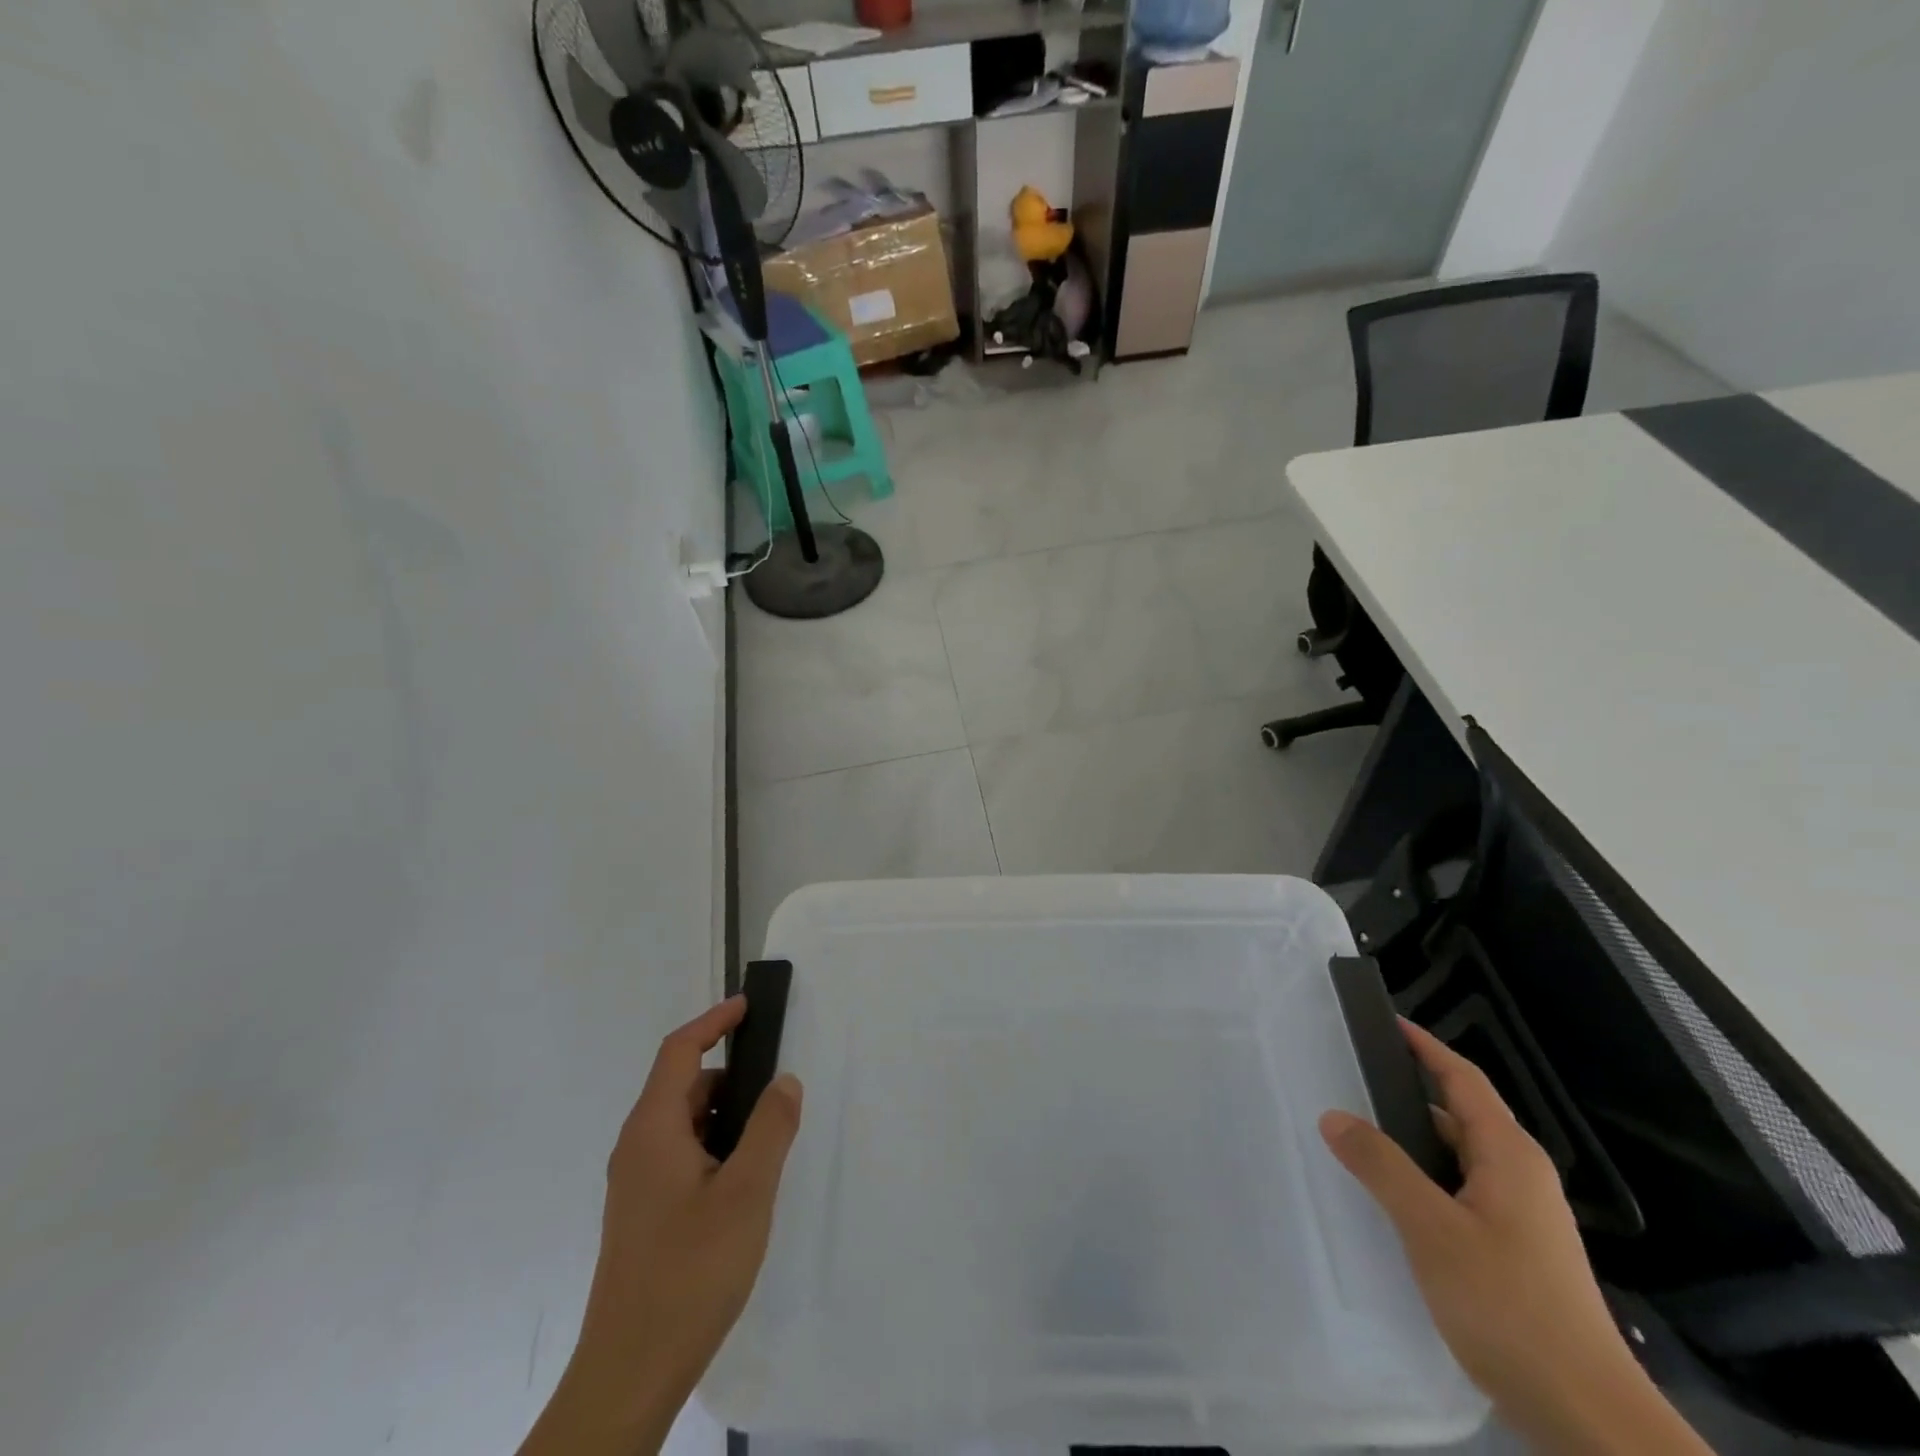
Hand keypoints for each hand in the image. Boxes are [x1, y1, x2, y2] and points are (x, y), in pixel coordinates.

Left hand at [520, 997, 802, 1455]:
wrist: (630, 1372)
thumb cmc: (689, 1270)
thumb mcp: (747, 1193)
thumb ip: (770, 1128)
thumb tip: (784, 1080)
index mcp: (652, 1130)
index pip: (679, 1051)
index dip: (714, 1022)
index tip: (749, 1007)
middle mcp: (637, 1147)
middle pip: (685, 1087)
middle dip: (732, 1078)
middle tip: (778, 1091)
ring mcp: (637, 1184)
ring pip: (686, 1125)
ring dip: (726, 1118)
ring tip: (768, 1142)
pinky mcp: (644, 1214)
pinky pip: (682, 1156)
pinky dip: (715, 1147)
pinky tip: (745, 1183)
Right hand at [1319, 1021, 1710, 1455]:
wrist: (1589, 1419)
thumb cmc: (1510, 1306)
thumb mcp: (1431, 1230)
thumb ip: (1381, 1166)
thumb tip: (1334, 1115)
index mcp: (1508, 1156)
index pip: (1463, 1079)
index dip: (1425, 1046)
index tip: (1386, 1021)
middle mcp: (1519, 1176)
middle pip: (1459, 1115)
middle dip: (1406, 1094)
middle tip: (1350, 1080)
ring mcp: (1521, 1217)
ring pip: (1457, 1159)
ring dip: (1411, 1143)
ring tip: (1357, 1137)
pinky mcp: (1515, 1252)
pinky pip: (1459, 1193)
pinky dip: (1423, 1180)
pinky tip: (1391, 1200)